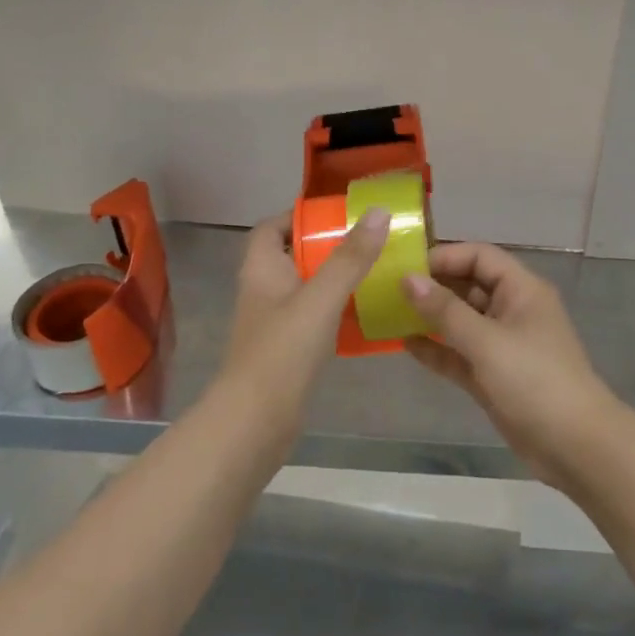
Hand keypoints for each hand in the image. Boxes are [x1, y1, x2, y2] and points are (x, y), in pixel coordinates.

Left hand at [221, 207, 389, 414]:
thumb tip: (378, 212)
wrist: (255, 423)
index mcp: (261, 268)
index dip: (299, 216)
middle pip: (293, 255)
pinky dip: (337, 310)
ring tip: (376, 271)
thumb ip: (349, 258)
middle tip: (368, 242)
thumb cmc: (281, 352)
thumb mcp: (320, 298)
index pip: (272, 227)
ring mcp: (274, 322)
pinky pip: (314, 317)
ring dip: (335, 278)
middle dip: (328, 246)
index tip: (338, 215)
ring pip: (306, 287)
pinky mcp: (287, 350)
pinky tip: (367, 313)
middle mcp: (264, 290)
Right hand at [401, 243, 622, 485]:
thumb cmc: (535, 381)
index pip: (479, 257)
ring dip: (430, 317)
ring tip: (390, 314)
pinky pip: (459, 353)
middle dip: (432, 286)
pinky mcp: (493, 376)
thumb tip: (407, 279)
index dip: (445, 257)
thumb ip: (445, 310)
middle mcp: (512, 310)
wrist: (576, 447)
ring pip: (461, 321)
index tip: (406, 268)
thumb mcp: (487, 341)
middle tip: (390, 290)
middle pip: (468, 286)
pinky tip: (405, 345)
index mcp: (521, 290)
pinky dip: (436, 348)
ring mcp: (502, 345)